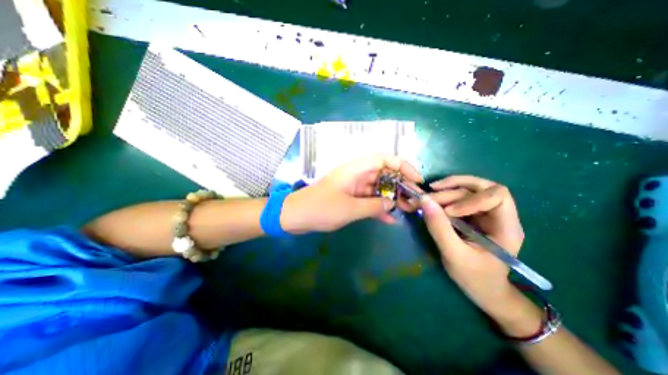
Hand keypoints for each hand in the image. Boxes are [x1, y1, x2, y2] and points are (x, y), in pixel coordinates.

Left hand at [281, 154, 421, 230]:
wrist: (296, 216)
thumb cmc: (320, 208)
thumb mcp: (350, 208)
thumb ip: (373, 206)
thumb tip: (392, 204)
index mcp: (355, 169)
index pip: (384, 159)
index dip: (403, 165)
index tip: (416, 179)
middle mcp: (356, 175)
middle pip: (384, 174)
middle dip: (400, 186)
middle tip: (414, 200)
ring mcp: (353, 187)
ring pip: (378, 188)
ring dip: (392, 198)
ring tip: (407, 210)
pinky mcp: (350, 198)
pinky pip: (369, 200)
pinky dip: (379, 208)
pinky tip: (390, 219)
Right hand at [416, 178, 527, 323]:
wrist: (484, 292)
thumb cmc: (475, 278)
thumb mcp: (454, 255)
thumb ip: (439, 227)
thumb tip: (424, 200)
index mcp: (506, 227)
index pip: (497, 196)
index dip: (471, 198)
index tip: (448, 212)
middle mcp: (498, 215)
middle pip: (479, 189)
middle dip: (451, 190)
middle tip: (427, 197)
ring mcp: (485, 214)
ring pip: (468, 190)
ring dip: (446, 190)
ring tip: (426, 195)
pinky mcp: (473, 216)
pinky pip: (459, 198)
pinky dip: (444, 195)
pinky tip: (431, 199)